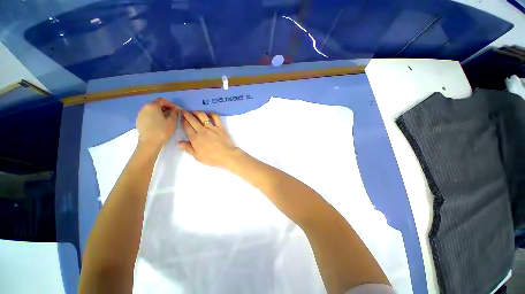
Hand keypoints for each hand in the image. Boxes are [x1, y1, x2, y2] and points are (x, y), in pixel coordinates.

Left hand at [136, 98, 178, 148]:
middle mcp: (144, 107)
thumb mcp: (172, 121)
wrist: (149, 143)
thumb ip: (174, 113)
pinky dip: (155, 116)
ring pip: (152, 109)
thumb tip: (175, 109)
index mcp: (152, 106)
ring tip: (167, 118)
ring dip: (160, 112)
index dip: (171, 104)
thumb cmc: (162, 131)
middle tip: (173, 114)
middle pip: (156, 104)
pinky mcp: (139, 120)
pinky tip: (159, 123)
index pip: (163, 100)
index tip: (177, 110)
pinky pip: (148, 114)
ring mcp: (140, 114)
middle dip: (165, 107)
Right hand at [179, 111, 240, 167]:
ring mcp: (212, 128)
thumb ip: (188, 148)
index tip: (181, 117)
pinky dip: (211, 114)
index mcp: (195, 138)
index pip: (187, 127)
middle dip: (187, 114)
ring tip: (194, 111)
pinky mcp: (220, 127)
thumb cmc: (212, 158)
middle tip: (184, 111)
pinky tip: (208, 113)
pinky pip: (216, 117)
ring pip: (202, 116)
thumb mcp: (198, 156)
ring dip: (197, 112)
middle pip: (192, 120)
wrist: (226, 155)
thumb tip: (179, 143)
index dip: (183, 121)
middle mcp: (202, 130)